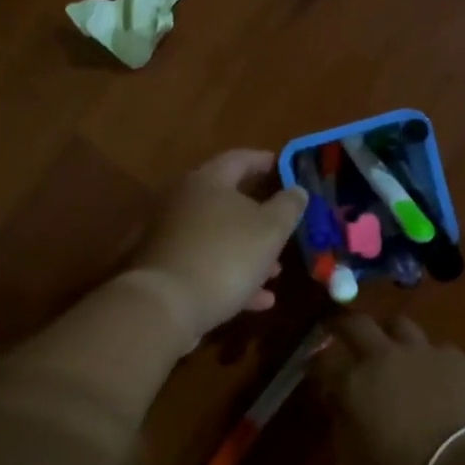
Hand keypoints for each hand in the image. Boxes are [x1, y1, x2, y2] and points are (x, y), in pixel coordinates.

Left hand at [128, 149, 307, 340]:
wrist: (167, 305)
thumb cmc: (226, 256)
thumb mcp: (270, 229)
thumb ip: (288, 206)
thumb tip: (297, 191)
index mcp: (207, 181)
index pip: (239, 159)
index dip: (264, 161)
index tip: (285, 168)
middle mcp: (184, 203)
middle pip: (228, 202)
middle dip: (261, 217)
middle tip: (285, 227)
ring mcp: (172, 237)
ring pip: (220, 238)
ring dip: (250, 253)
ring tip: (277, 272)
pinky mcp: (168, 270)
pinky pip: (208, 266)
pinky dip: (233, 278)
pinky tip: (259, 300)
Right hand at [312, 314, 464, 464]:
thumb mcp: (355, 457)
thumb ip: (341, 423)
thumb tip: (339, 401)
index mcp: (354, 380)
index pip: (323, 360)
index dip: (314, 362)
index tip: (313, 367)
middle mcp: (384, 356)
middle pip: (357, 324)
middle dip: (343, 325)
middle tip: (340, 331)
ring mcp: (422, 351)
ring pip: (398, 324)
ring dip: (388, 333)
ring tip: (390, 345)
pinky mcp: (455, 357)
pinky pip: (435, 347)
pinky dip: (427, 356)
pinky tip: (432, 371)